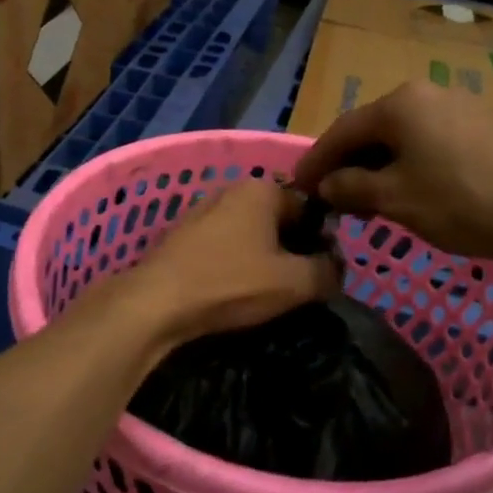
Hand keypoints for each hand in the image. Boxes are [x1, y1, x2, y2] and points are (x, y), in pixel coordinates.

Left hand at [131, 180, 340, 340]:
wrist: (155, 303)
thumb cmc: (230, 284)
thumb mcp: (294, 283)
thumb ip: (327, 272)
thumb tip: (337, 268)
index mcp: (262, 189)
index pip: (310, 208)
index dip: (322, 241)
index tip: (323, 274)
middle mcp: (231, 190)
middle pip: (278, 220)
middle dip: (292, 250)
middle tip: (297, 286)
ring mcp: (202, 211)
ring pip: (249, 234)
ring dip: (263, 259)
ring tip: (266, 293)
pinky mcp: (182, 235)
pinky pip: (223, 246)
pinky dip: (235, 264)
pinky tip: (234, 291)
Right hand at [291, 79, 492, 285]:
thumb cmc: (458, 202)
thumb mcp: (393, 199)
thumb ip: (350, 188)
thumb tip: (326, 185)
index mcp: (400, 103)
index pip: (342, 130)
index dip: (316, 161)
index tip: (298, 187)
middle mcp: (428, 93)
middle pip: (373, 129)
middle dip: (349, 164)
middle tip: (331, 197)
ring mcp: (460, 107)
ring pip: (403, 137)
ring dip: (379, 166)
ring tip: (367, 200)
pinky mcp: (483, 128)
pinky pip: (430, 141)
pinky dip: (409, 164)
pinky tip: (408, 191)